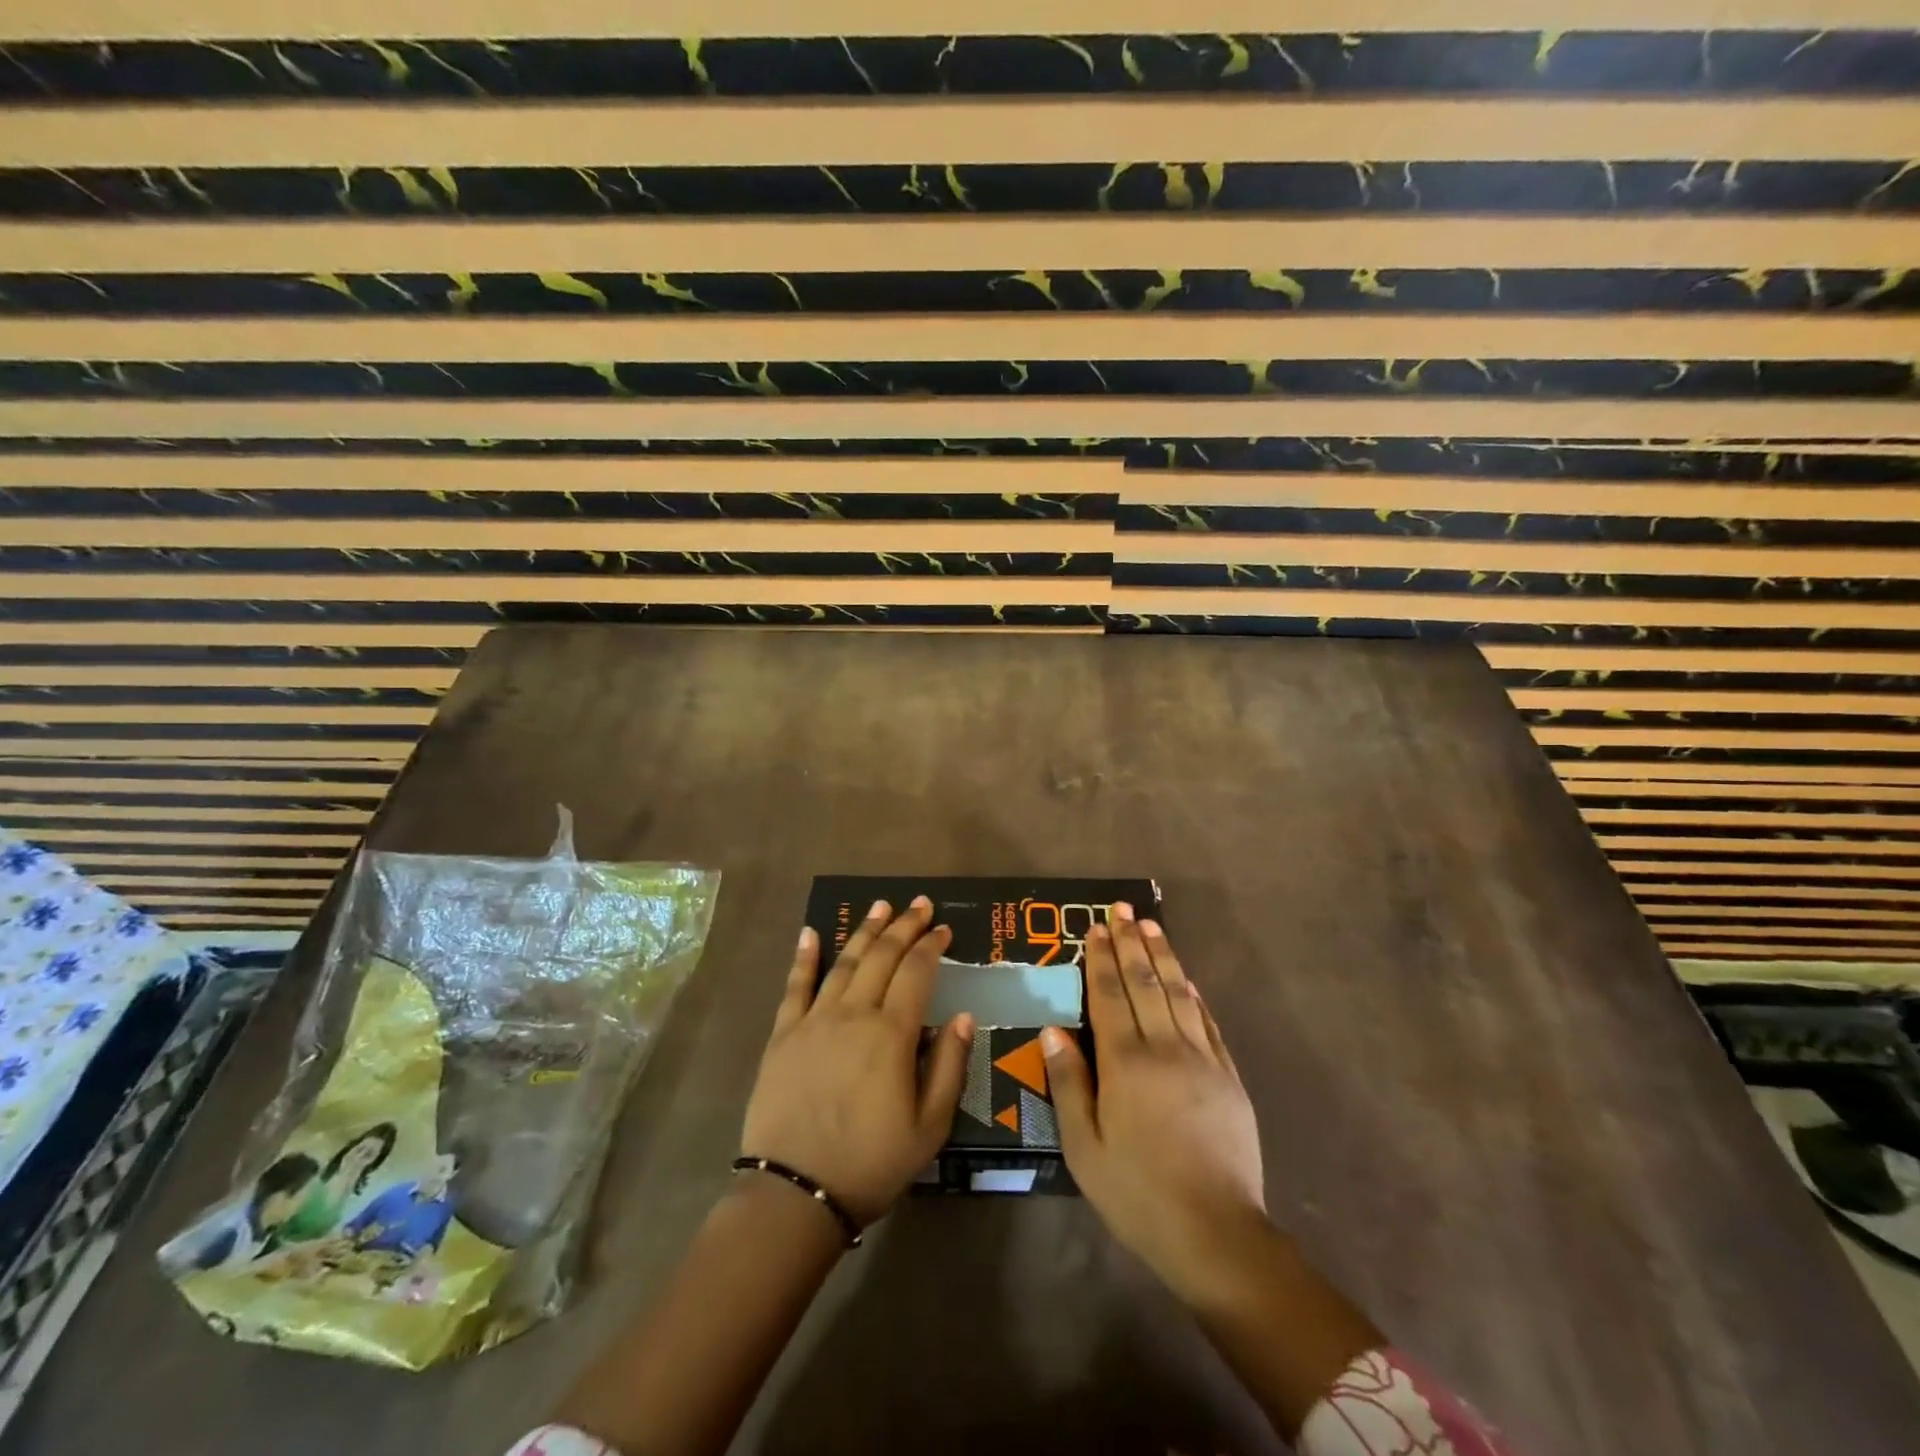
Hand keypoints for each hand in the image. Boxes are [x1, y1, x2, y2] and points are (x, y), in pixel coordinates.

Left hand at [740, 898, 974, 1225]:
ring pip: (844, 962)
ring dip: (865, 931)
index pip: (917, 972)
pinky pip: (795, 987)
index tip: (944, 929)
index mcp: (892, 1034)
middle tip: (919, 905)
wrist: (795, 1194)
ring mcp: (814, 1021)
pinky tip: (811, 933)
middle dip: (904, 926)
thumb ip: (949, 1066)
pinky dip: (804, 957)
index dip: (932, 946)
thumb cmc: (871, 1163)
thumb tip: (963, 1016)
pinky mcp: (783, 1035)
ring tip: (880, 906)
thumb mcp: (929, 1126)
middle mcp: (854, 1014)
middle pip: (882, 957)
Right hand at [1044, 906, 1266, 1301]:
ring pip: (1178, 994)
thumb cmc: (1138, 1193)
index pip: (1109, 996)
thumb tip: (1052, 1030)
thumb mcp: (1084, 1147)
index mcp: (1125, 1063)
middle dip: (1130, 943)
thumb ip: (1068, 1083)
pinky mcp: (1228, 1078)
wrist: (1216, 1233)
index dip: (1100, 959)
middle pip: (1144, 983)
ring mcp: (1202, 1060)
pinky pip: (1208, 1023)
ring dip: (1163, 957)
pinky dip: (1194, 996)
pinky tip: (1187, 980)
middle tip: (1122, 909)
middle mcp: (1164, 1048)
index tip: (1094, 927)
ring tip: (1152, 926)